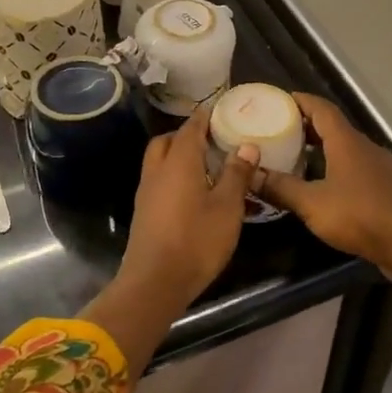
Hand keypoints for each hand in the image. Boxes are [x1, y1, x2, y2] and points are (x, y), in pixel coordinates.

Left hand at [117, 110, 259, 313]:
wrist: (155, 282)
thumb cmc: (196, 241)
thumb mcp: (227, 208)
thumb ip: (236, 175)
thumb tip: (247, 145)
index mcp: (179, 162)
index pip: (191, 128)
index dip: (205, 117)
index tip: (219, 110)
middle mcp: (158, 170)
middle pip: (168, 141)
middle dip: (187, 135)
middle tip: (212, 140)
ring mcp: (147, 192)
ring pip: (159, 160)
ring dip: (178, 155)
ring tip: (206, 165)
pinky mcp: (144, 211)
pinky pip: (158, 180)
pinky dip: (173, 175)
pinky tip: (192, 192)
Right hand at [253, 94, 391, 272]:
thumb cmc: (360, 215)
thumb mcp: (312, 203)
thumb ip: (280, 188)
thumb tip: (249, 175)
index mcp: (346, 142)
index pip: (321, 109)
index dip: (301, 101)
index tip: (280, 100)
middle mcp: (365, 147)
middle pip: (334, 127)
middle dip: (308, 126)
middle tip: (281, 131)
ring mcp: (381, 167)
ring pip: (347, 149)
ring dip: (324, 149)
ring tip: (299, 159)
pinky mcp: (389, 188)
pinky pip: (358, 168)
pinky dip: (338, 168)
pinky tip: (327, 187)